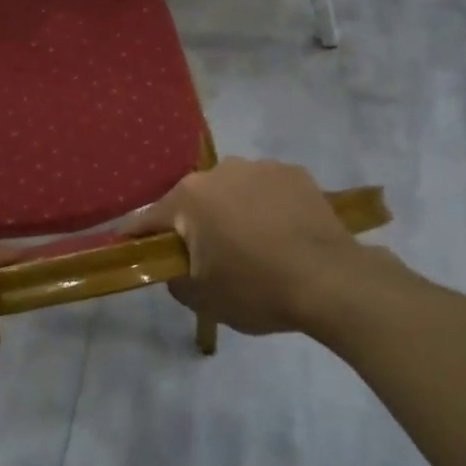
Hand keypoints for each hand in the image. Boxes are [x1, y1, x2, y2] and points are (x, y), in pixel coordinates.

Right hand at [131, 158, 411, 335]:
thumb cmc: (257, 288)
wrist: (331, 281)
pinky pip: (267, 190)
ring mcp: (260, 167)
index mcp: (189, 197)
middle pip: (194, 201)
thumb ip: (175, 279)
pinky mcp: (294, 173)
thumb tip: (176, 267)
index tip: (134, 251)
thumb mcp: (203, 298)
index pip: (150, 219)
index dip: (139, 238)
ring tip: (255, 246)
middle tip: (210, 258)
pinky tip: (284, 235)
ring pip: (232, 191)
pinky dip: (267, 207)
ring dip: (233, 212)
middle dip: (195, 225)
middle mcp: (219, 171)